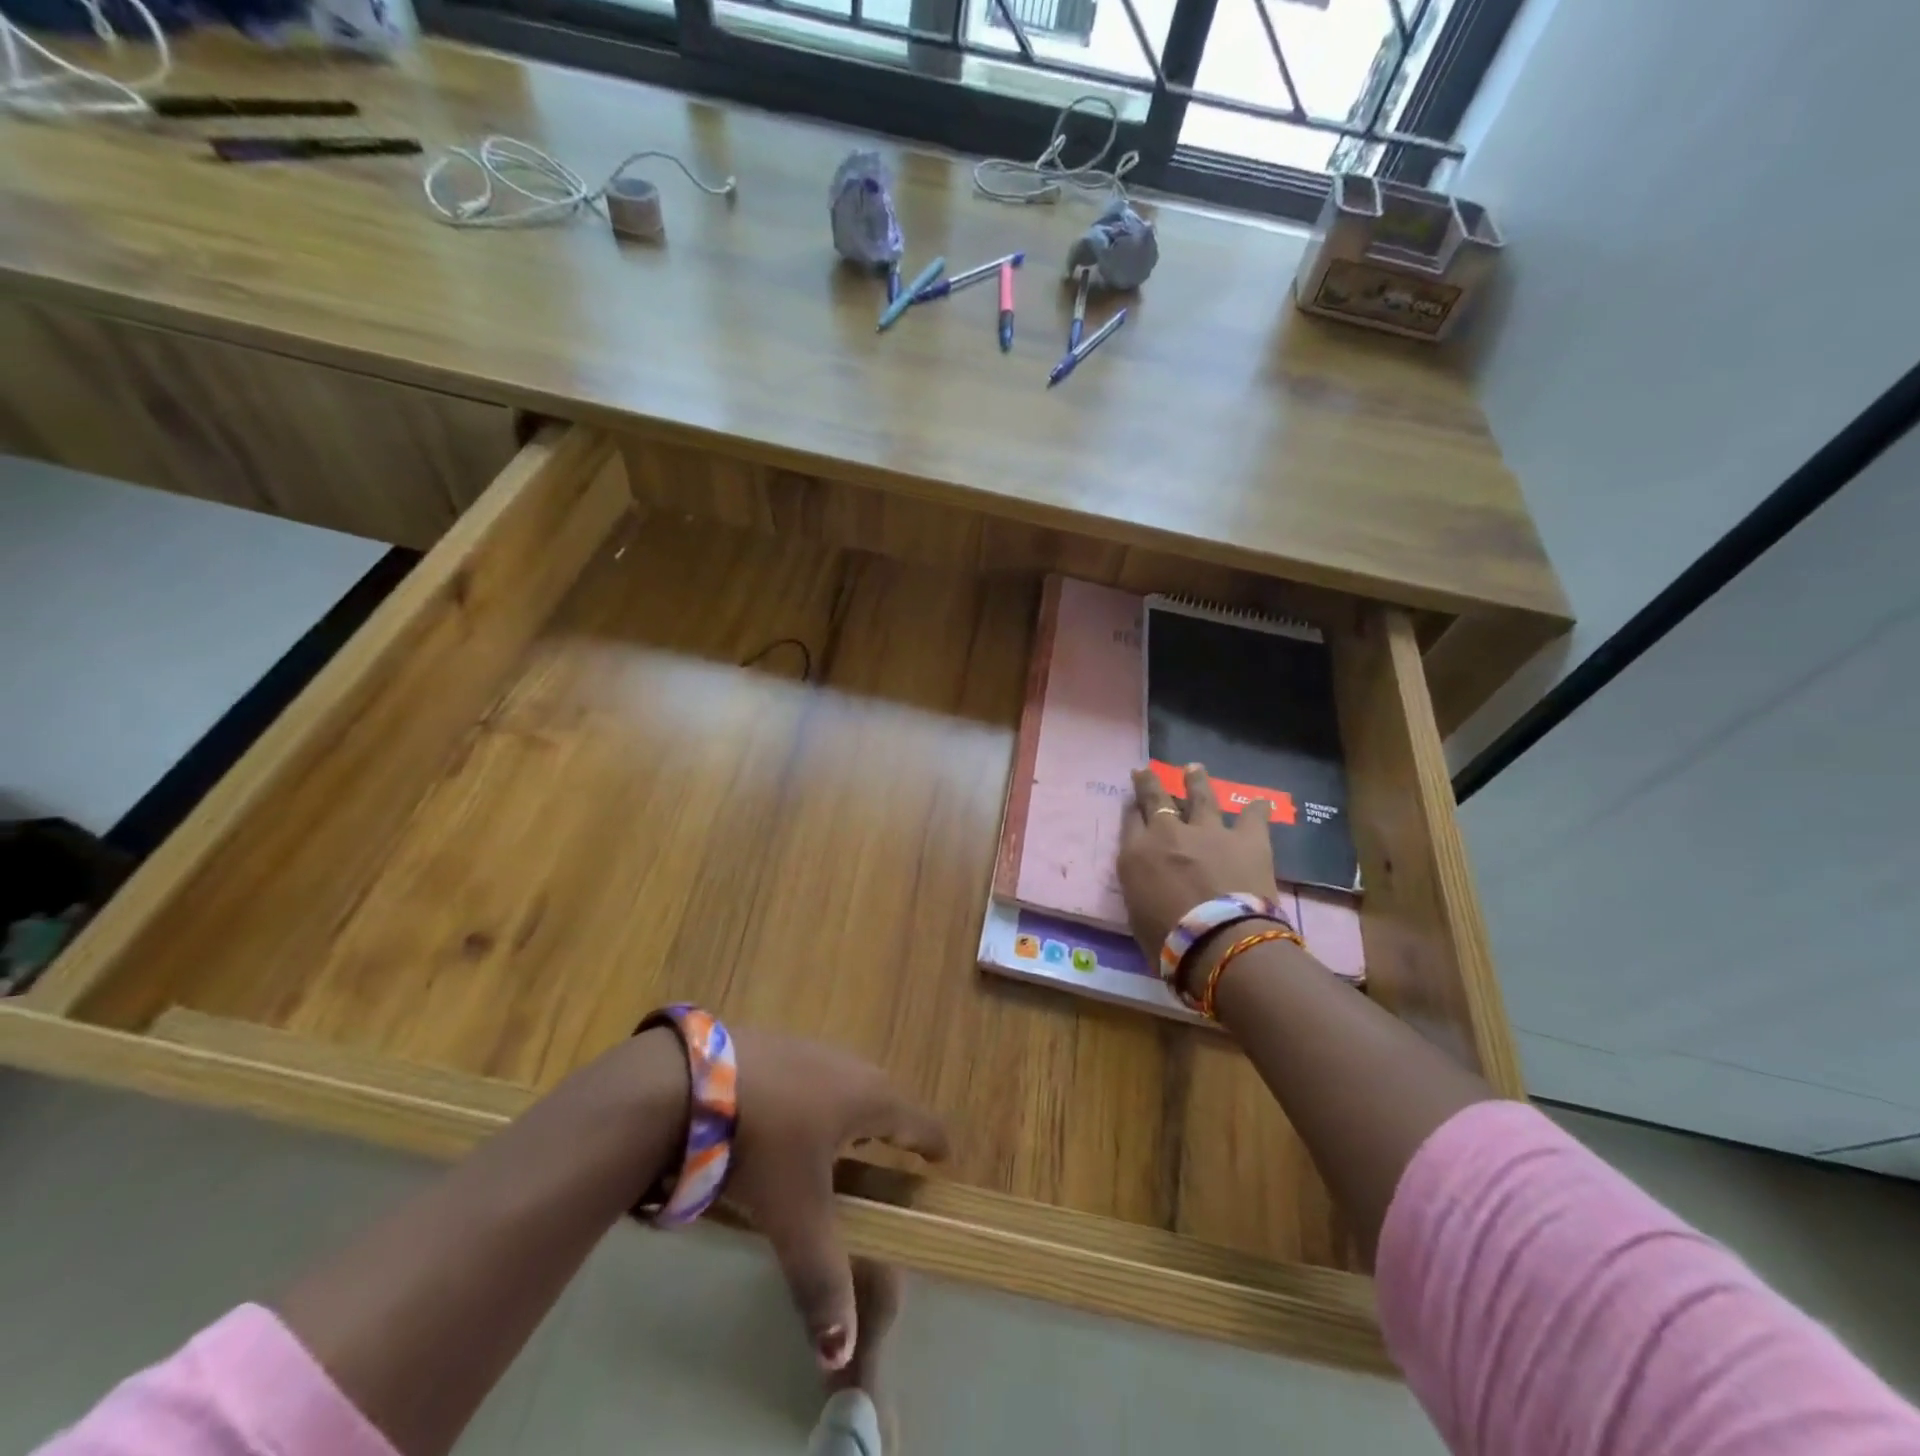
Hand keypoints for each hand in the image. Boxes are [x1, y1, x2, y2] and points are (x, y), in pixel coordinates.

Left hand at [724, 1030, 948, 1371]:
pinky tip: (787, 1121)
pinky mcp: (773, 1045)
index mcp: (869, 1098)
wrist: (692, 1083)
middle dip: (890, 1127)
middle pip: (882, 1097)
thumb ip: (822, 1279)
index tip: (944, 1157)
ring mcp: (809, 1049)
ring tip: (840, 1141)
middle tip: (891, 1157)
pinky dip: (812, 1100)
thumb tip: (841, 1354)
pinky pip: (809, 1076)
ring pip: (843, 1083)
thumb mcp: (795, 1216)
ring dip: (849, 1112)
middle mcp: (848, 1065)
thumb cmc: (764, 1145)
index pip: (918, 1121)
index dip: (933, 1142)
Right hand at [1118, 764, 1277, 962]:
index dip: (1132, 810)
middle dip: (1150, 783)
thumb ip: (1140, 888)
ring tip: (1194, 768)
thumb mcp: (1136, 913)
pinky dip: (1256, 810)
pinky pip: (1252, 817)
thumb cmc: (1166, 941)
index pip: (1130, 821)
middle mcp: (1169, 833)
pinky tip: (1260, 802)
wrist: (1217, 941)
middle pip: (1156, 798)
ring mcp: (1209, 831)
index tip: (1132, 803)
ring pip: (1200, 796)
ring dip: (1196, 781)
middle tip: (1146, 771)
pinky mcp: (1247, 839)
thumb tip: (1148, 881)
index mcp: (1137, 853)